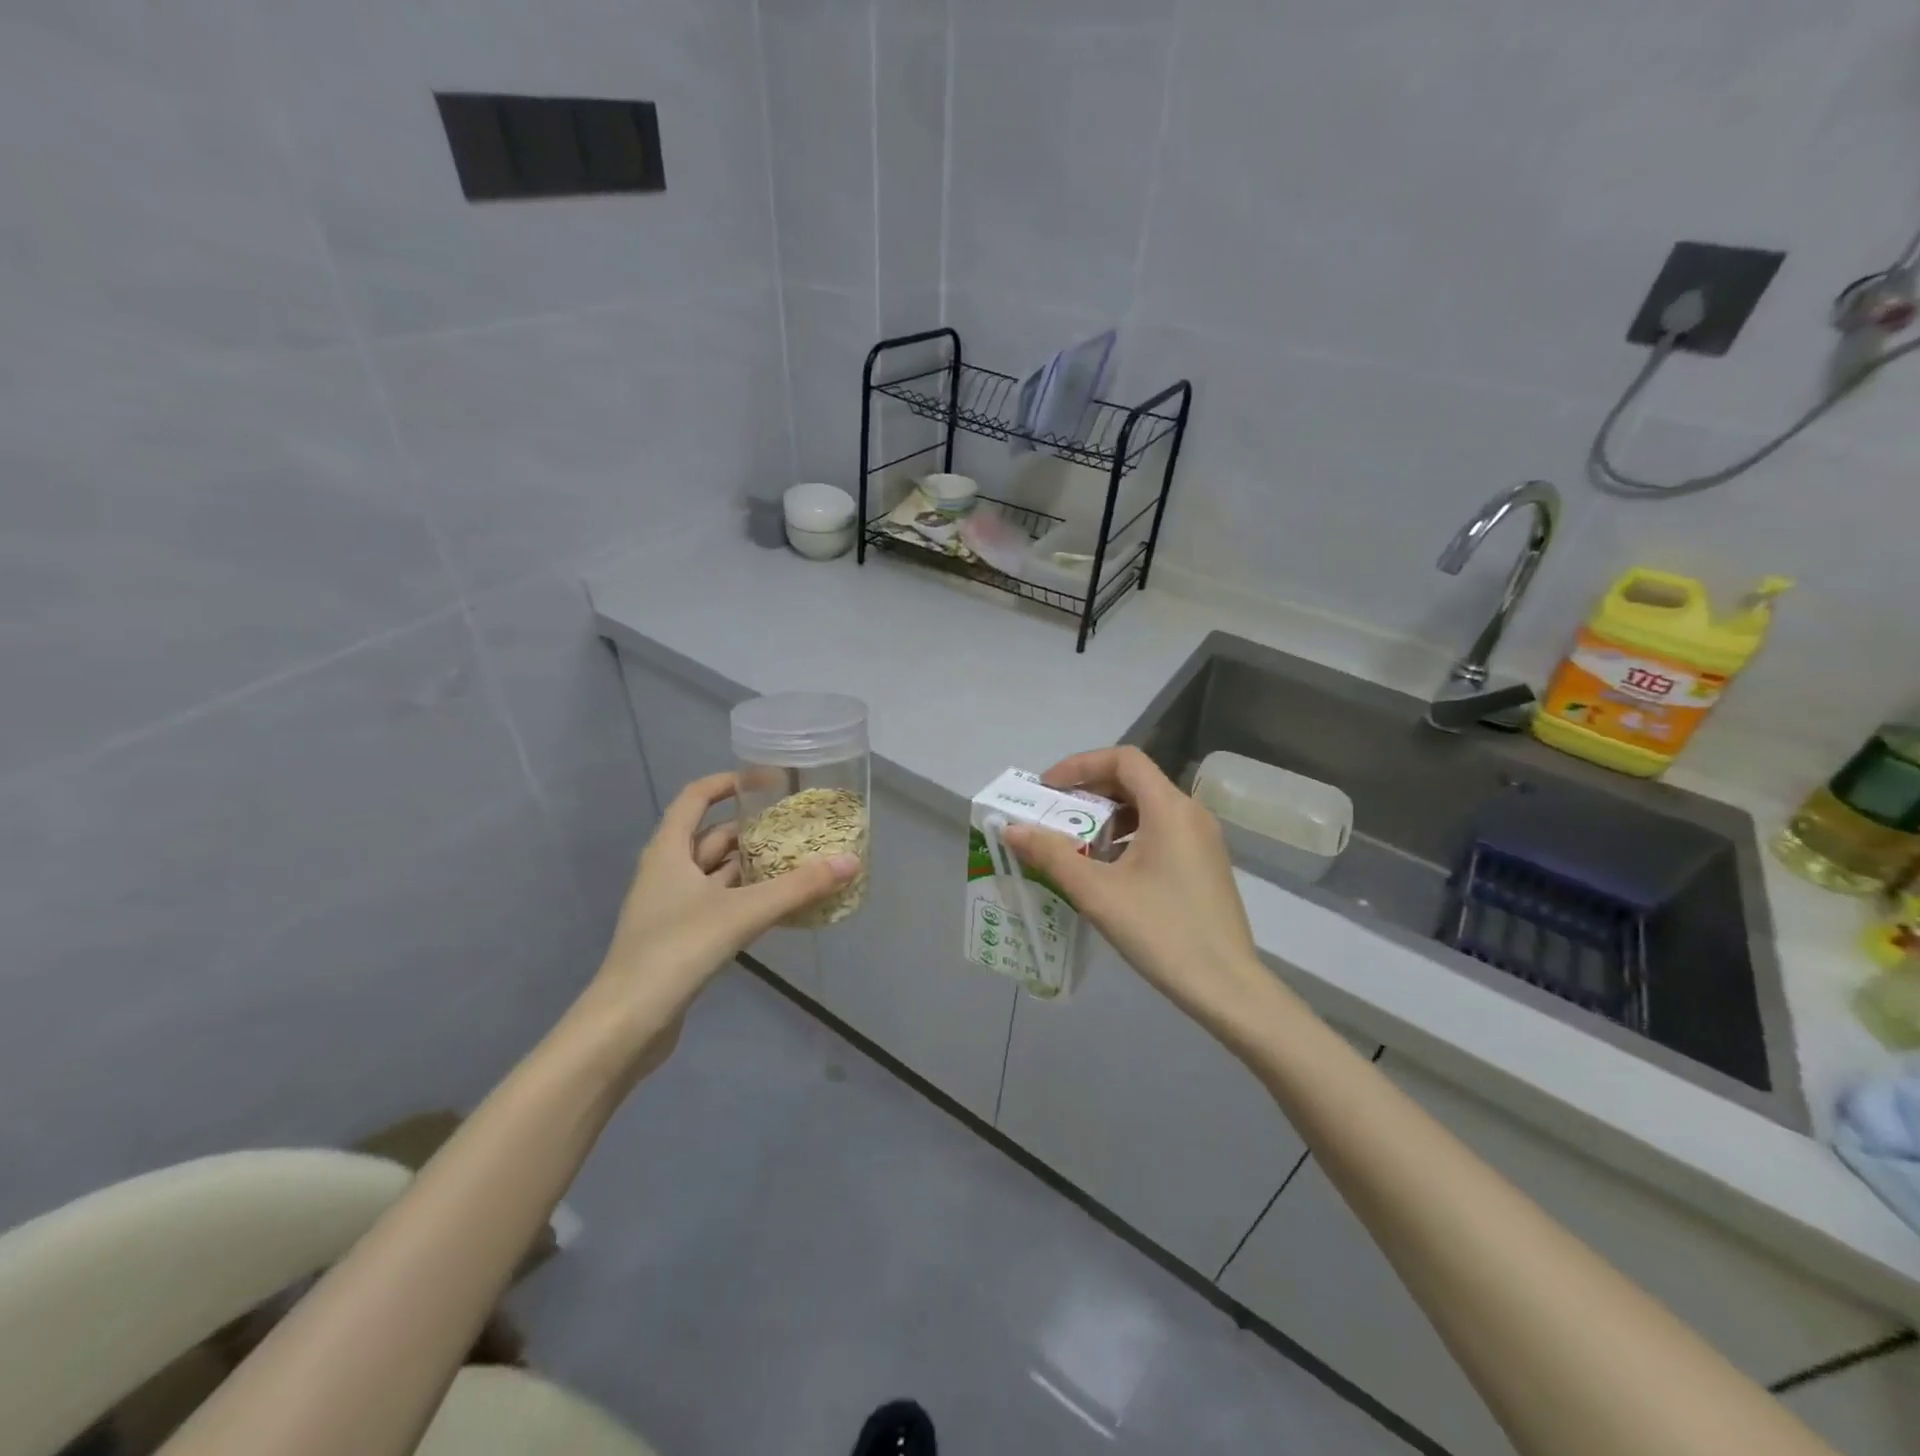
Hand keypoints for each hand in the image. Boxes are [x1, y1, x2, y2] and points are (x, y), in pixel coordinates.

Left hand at [582, 773, 860, 1042]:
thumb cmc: (677, 950)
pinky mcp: (680, 937)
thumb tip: (851, 861)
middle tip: (797, 826)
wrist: (627, 1023)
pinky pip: (720, 903)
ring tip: (798, 860)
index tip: (767, 782)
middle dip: (753, 829)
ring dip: (753, 865)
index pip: (696, 797)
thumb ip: (798, 887)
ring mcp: (672, 906)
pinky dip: (748, 897)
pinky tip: (779, 905)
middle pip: (712, 836)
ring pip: (718, 873)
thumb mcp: (742, 913)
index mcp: (669, 851)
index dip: (729, 783)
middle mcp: (667, 871)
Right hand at [1003, 747, 1267, 1026]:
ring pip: (1148, 808)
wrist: (1227, 987)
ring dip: (1109, 817)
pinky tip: (1110, 872)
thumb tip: (1012, 829)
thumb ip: (1052, 855)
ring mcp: (1204, 840)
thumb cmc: (1161, 931)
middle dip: (1090, 792)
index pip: (1123, 758)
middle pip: (1135, 781)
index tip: (1048, 790)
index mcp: (1169, 808)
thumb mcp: (1097, 892)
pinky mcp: (1206, 865)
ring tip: (1077, 847)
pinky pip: (1162, 832)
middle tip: (1055, 816)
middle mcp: (1191, 813)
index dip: (1081, 765)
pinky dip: (1130, 837)